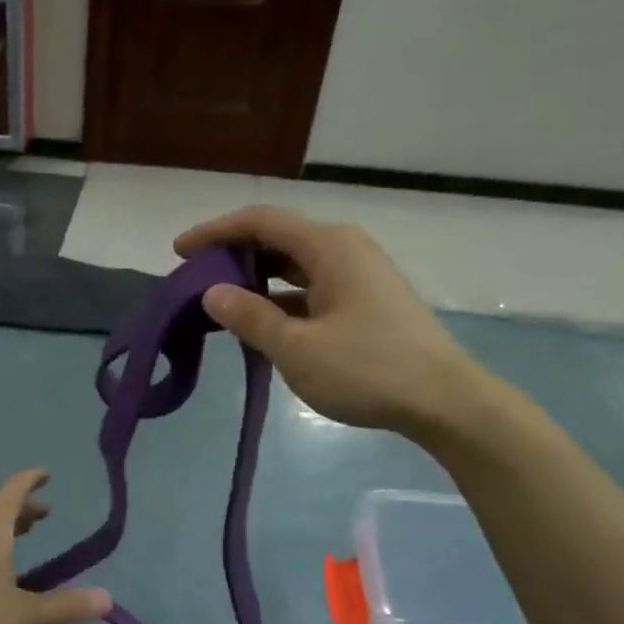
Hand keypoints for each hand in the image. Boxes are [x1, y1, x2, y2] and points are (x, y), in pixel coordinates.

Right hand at [175, 206, 501, 440]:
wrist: (443, 401)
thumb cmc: (367, 370)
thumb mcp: (297, 348)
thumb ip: (251, 317)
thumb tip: (212, 293)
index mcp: (329, 247)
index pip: (260, 222)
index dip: (215, 232)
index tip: (180, 252)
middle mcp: (345, 250)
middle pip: (278, 239)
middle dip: (234, 256)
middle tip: (196, 281)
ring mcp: (359, 276)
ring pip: (295, 266)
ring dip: (256, 280)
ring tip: (220, 304)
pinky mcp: (366, 302)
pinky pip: (311, 289)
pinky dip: (280, 300)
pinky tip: (261, 325)